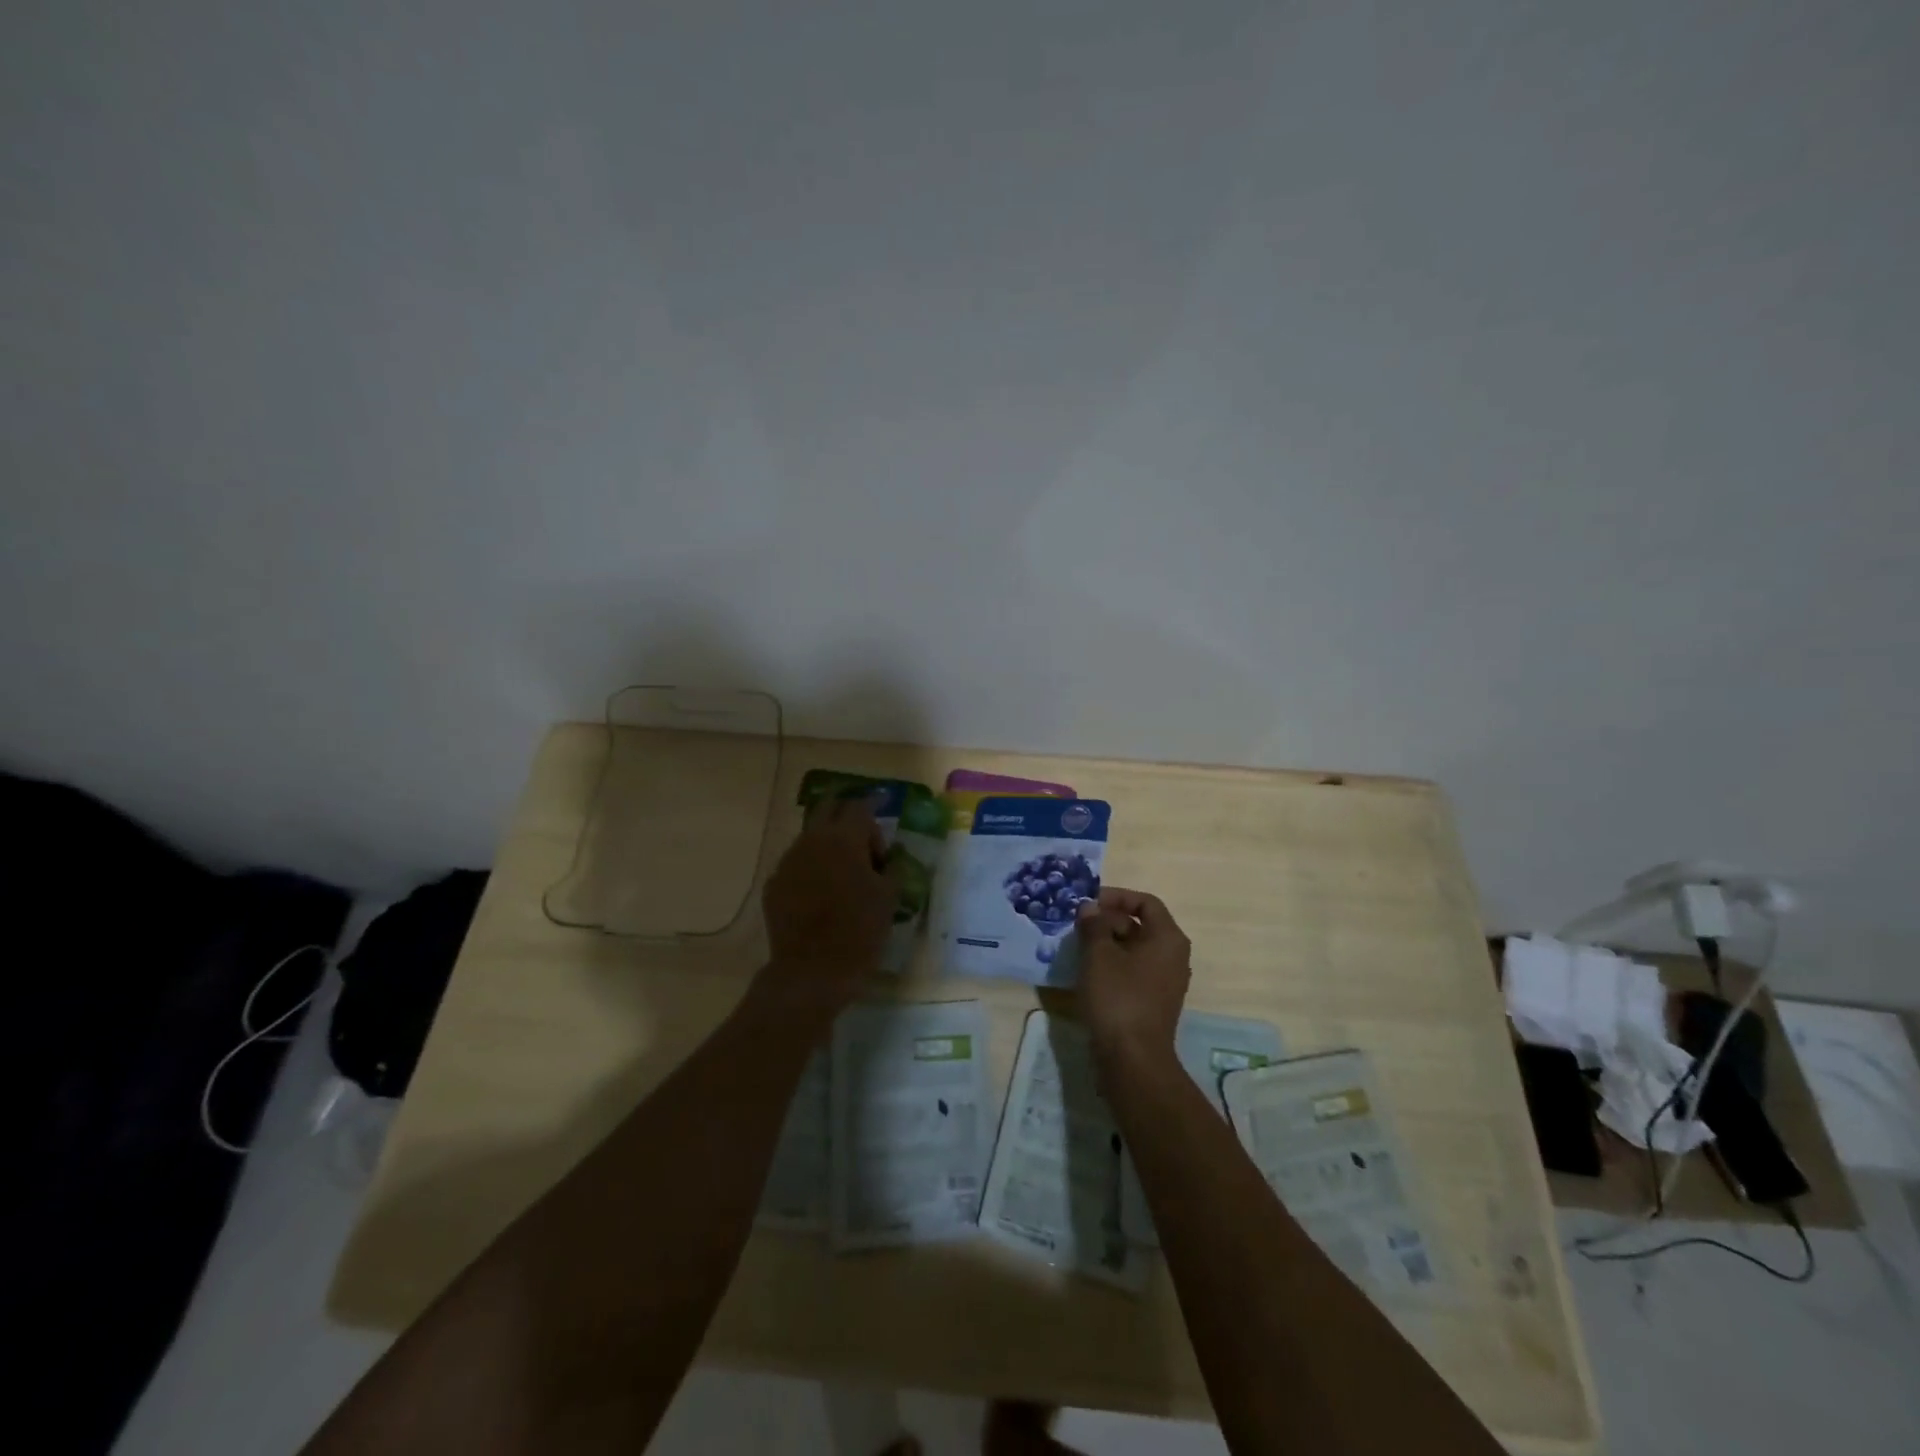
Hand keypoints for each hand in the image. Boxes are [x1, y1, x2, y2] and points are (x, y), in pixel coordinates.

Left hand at [756, 793, 898, 1023]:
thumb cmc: (860, 930)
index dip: (875, 810)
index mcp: (843, 838)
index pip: (860, 806)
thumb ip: (892, 867)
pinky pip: (796, 864)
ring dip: (828, 842)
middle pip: (827, 808)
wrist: (812, 971)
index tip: (884, 815)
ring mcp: (788, 861)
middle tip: (862, 834)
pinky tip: (822, 893)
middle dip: (846, 814)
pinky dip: (812, 868)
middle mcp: (812, 840)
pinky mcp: (774, 884)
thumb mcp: (889, 897)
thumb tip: (890, 856)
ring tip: (844, 869)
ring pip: (810, 836)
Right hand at [1073, 888, 1190, 1067]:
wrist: (1133, 1060)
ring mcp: (1164, 981)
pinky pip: (1132, 971)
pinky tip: (1087, 972)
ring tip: (1078, 947)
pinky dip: (1112, 965)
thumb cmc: (1118, 998)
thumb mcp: (1099, 955)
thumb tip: (1089, 908)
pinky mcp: (1152, 1001)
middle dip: (1108, 921)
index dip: (1116, 897)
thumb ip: (1094, 925)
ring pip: (1134, 949)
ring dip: (1107, 943)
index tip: (1089, 903)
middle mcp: (1173, 956)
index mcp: (1168, 939)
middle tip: (1078, 926)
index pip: (1145, 902)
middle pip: (1140, 925)